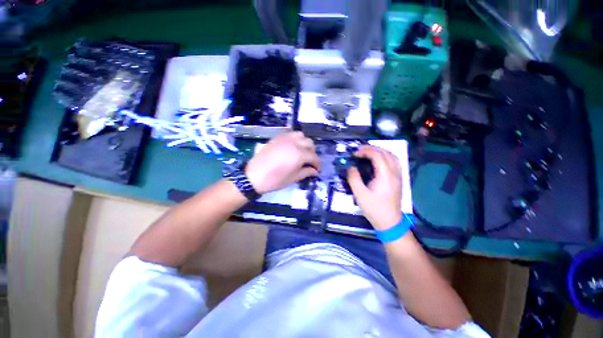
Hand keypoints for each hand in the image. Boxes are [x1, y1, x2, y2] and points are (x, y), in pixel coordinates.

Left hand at [245, 131, 320, 193]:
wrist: (253, 176)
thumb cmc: (275, 180)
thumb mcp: (293, 178)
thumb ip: (306, 172)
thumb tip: (314, 171)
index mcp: (299, 154)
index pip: (314, 157)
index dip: (317, 164)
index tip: (317, 170)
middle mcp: (294, 143)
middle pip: (309, 143)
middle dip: (312, 153)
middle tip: (310, 162)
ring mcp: (285, 138)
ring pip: (301, 135)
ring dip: (304, 143)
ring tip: (302, 152)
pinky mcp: (277, 138)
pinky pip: (290, 134)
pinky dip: (295, 139)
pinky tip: (292, 147)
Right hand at [347, 145, 401, 230]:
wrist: (389, 222)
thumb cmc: (374, 209)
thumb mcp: (360, 195)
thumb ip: (354, 179)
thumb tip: (351, 167)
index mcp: (385, 176)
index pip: (378, 156)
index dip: (366, 151)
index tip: (354, 153)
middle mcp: (394, 173)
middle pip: (386, 153)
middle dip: (372, 148)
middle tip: (359, 150)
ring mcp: (398, 176)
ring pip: (393, 156)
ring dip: (380, 151)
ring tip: (368, 152)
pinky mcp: (399, 180)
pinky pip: (395, 162)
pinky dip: (386, 156)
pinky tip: (379, 160)